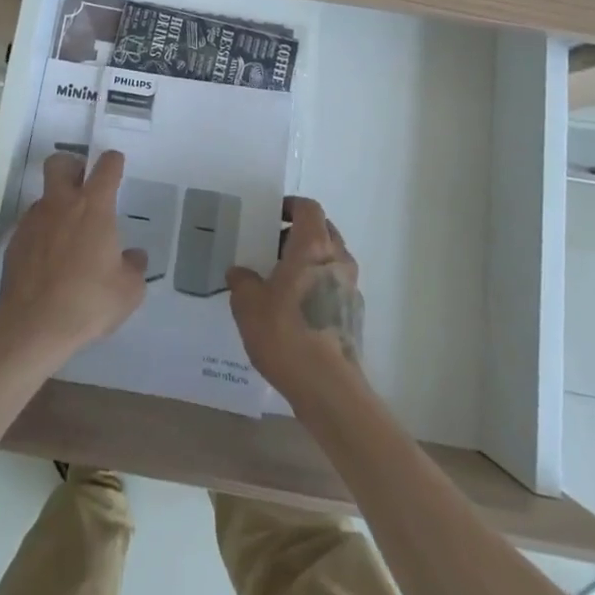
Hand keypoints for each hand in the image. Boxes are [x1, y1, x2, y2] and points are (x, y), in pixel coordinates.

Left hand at [0, 150, 148, 361]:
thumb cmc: (87, 302)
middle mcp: (61, 204)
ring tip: (69, 236)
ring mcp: (34, 220)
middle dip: (72, 166)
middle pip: (59, 162)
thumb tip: (134, 257)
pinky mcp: (15, 241)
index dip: (114, 162)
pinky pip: (32, 225)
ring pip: (44, 196)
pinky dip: (43, 233)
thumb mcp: (128, 291)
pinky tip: (51, 260)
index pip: (106, 166)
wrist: (32, 325)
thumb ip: (134, 267)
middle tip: (83, 185)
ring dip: (57, 205)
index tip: (116, 167)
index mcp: (94, 207)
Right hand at [228, 196, 365, 402]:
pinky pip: (334, 287)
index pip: (308, 208)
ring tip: (278, 280)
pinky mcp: (354, 316)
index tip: (271, 215)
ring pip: (330, 260)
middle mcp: (338, 260)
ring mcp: (351, 288)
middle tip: (271, 247)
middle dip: (298, 234)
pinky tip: (294, 310)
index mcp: (314, 246)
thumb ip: (242, 281)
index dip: (290, 206)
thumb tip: (239, 272)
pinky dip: (316, 287)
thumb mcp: (248, 303)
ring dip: (308, 262)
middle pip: (323, 231)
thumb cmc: (286, 333)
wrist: (328, 388)